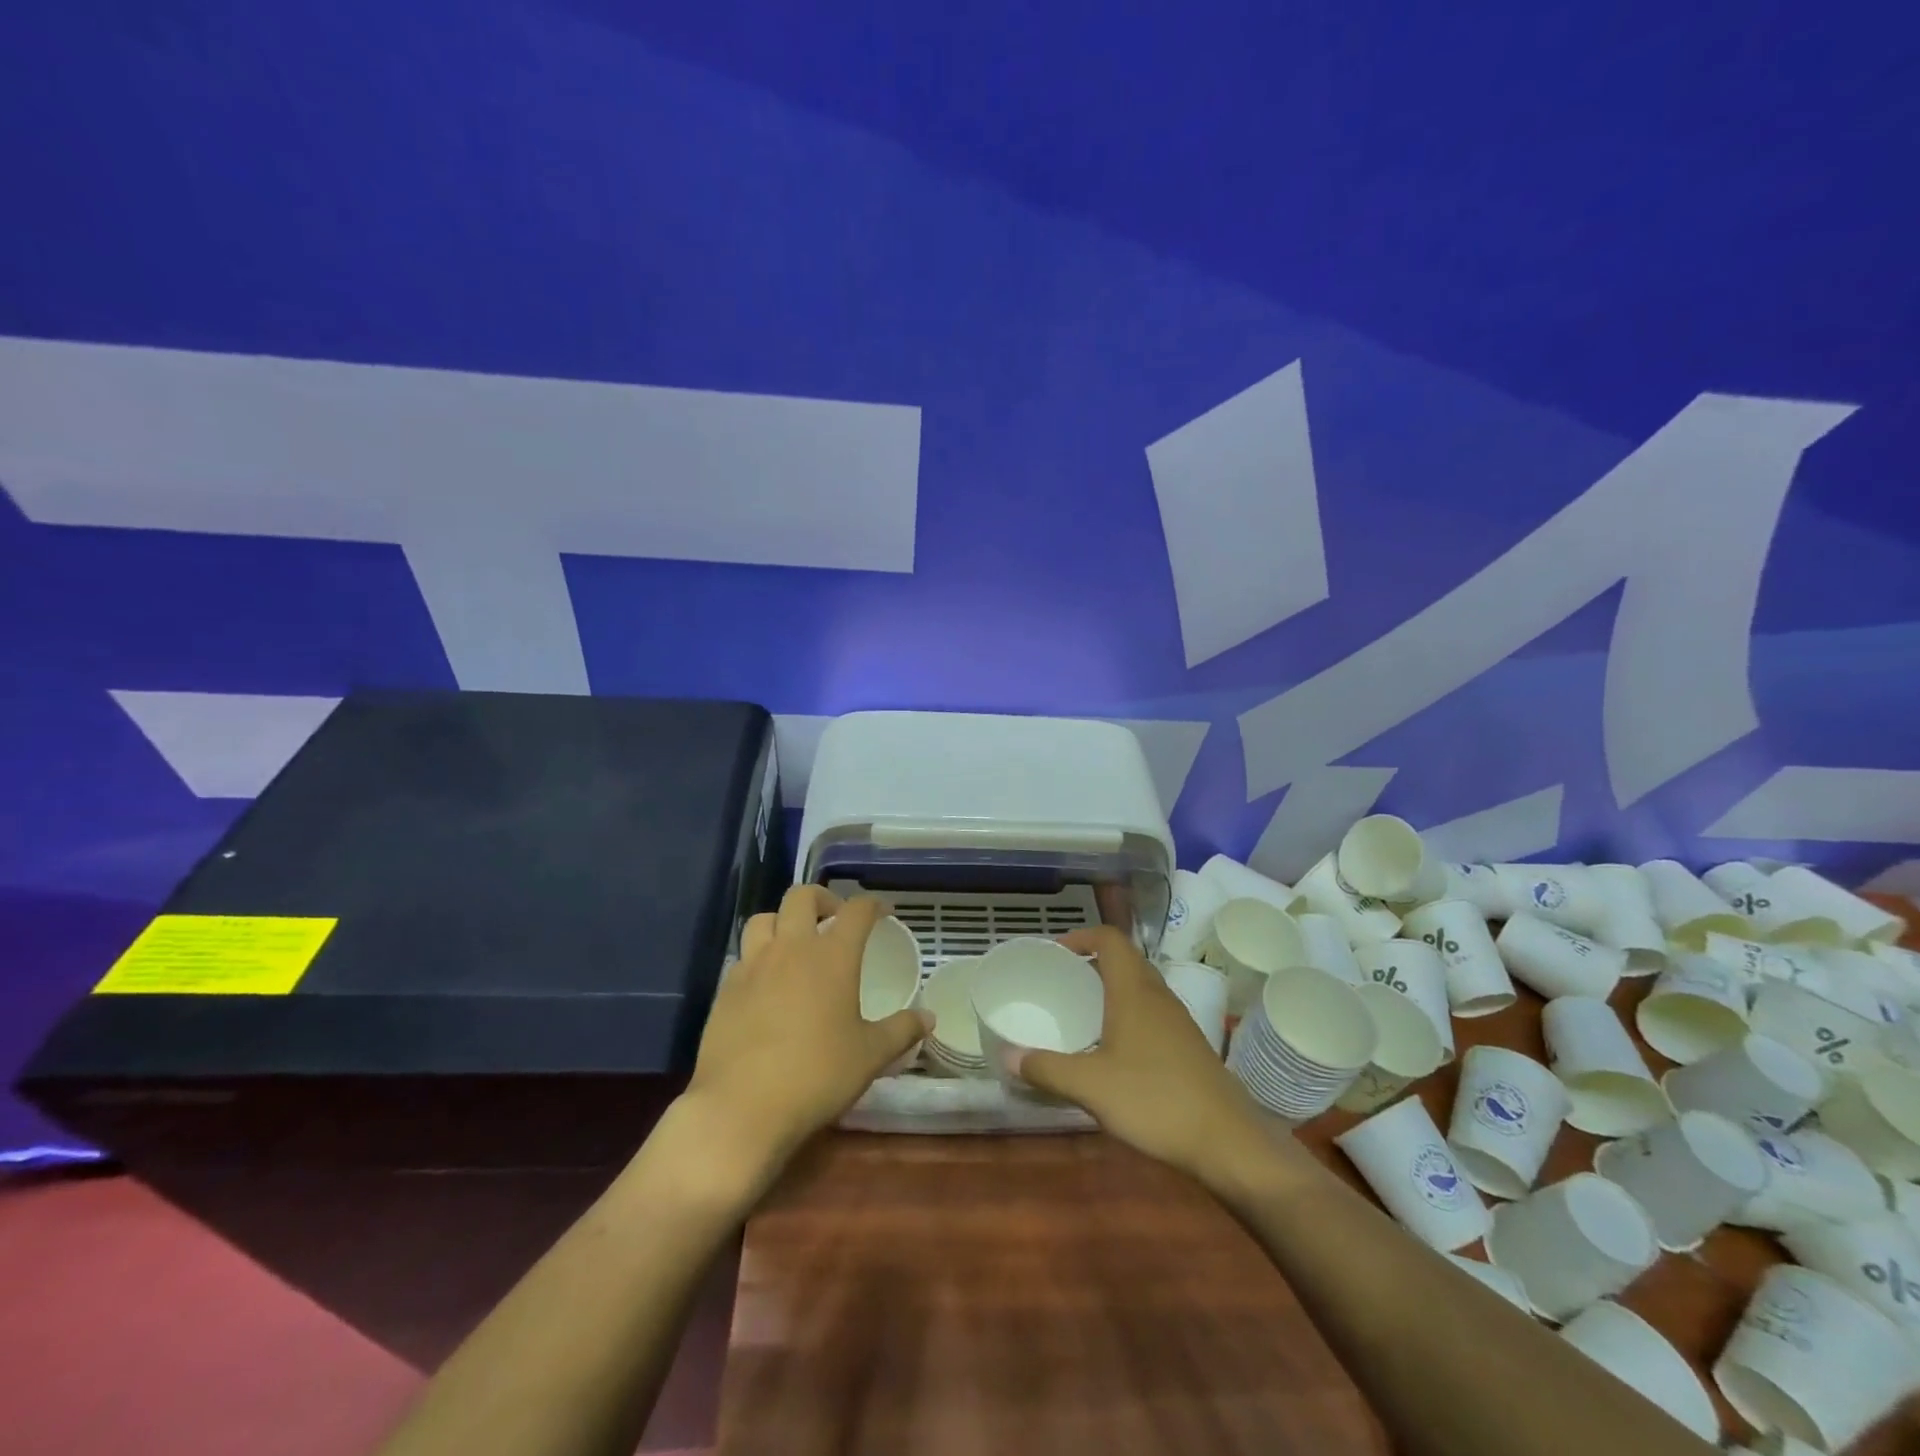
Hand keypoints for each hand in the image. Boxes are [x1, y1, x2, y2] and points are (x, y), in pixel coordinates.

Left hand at [682, 886, 929, 1182]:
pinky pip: (743, 956)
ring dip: (783, 922)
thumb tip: (929, 1018)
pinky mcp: (725, 990)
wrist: (740, 1107)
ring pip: (764, 919)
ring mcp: (752, 966)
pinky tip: (767, 984)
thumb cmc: (816, 1075)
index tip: (883, 913)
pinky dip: (759, 957)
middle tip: (834, 919)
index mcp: (832, 955)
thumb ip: (901, 1031)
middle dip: (822, 898)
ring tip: (795, 944)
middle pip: (802, 896)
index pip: (856, 910)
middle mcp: (791, 948)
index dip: (872, 905)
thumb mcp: (870, 1056)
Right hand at [1017, 925, 1277, 1189]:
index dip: (1081, 936)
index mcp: (1134, 990)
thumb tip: (1008, 1056)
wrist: (1228, 1141)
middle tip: (1061, 982)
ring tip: (1081, 1011)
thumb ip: (1047, 1069)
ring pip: (1139, 986)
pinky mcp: (1188, 1046)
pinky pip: (1151, 1012)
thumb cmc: (1155, 1100)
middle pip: (1125, 959)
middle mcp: (1158, 995)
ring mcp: (1178, 1020)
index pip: (1110, 938)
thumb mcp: (1091, 1086)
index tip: (1054, 952)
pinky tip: (1112, 1048)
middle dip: (1091, 962)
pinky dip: (1127, 1014)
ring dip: (1110, 988)